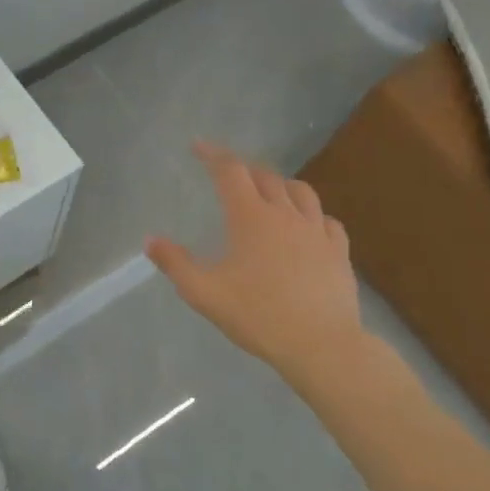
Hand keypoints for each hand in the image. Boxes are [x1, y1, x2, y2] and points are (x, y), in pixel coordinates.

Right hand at [146, 142, 365, 378]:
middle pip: (265, 176)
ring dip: (280, 185)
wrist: (321, 344)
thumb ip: (175, 264)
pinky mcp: (338, 252)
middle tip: (228, 173)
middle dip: (243, 169)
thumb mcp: (204, 293)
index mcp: (251, 218)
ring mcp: (317, 231)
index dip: (213, 154)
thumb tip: (151, 240)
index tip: (198, 146)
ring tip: (268, 192)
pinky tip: (307, 226)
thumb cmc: (257, 315)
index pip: (230, 172)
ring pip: (300, 192)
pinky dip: (312, 214)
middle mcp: (285, 215)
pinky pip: (326, 220)